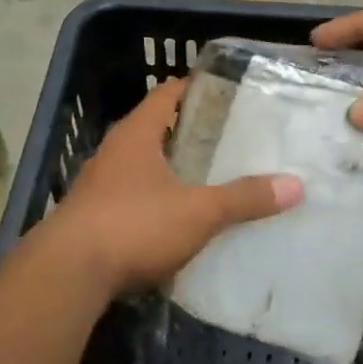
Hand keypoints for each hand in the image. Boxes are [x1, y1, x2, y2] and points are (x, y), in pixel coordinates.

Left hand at [26, 80, 302, 297]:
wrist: (67, 275)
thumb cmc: (133, 225)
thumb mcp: (198, 212)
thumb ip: (244, 198)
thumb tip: (296, 186)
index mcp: (136, 135)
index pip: (166, 94)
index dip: (194, 88)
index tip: (226, 93)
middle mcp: (113, 153)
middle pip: (154, 129)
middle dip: (188, 132)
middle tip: (229, 139)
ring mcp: (98, 186)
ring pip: (141, 166)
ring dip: (170, 169)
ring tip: (209, 178)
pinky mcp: (92, 219)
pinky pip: (131, 198)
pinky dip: (155, 200)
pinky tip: (177, 220)